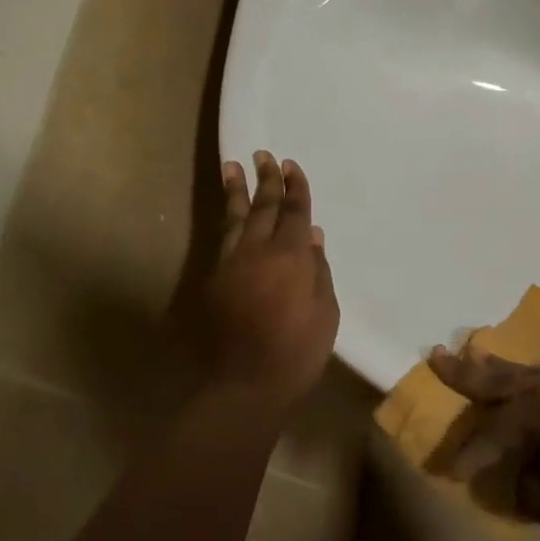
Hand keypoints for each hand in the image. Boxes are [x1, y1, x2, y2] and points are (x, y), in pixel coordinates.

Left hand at [204, 152, 338, 405]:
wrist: (243, 384)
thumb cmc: (297, 352)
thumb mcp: (325, 313)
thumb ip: (319, 271)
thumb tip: (314, 238)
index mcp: (291, 256)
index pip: (295, 212)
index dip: (296, 188)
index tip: (292, 166)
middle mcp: (258, 251)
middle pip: (263, 206)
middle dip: (266, 179)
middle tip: (264, 155)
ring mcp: (232, 263)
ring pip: (235, 218)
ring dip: (236, 190)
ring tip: (232, 166)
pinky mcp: (214, 280)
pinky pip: (223, 238)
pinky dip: (227, 220)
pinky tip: (229, 214)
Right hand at [428, 347, 539, 540]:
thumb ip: (531, 492)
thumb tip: (511, 478)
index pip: (494, 430)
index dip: (469, 453)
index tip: (449, 472)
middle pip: (505, 377)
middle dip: (468, 371)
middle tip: (436, 355)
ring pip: (532, 370)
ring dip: (501, 367)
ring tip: (477, 356)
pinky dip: (533, 377)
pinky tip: (535, 382)